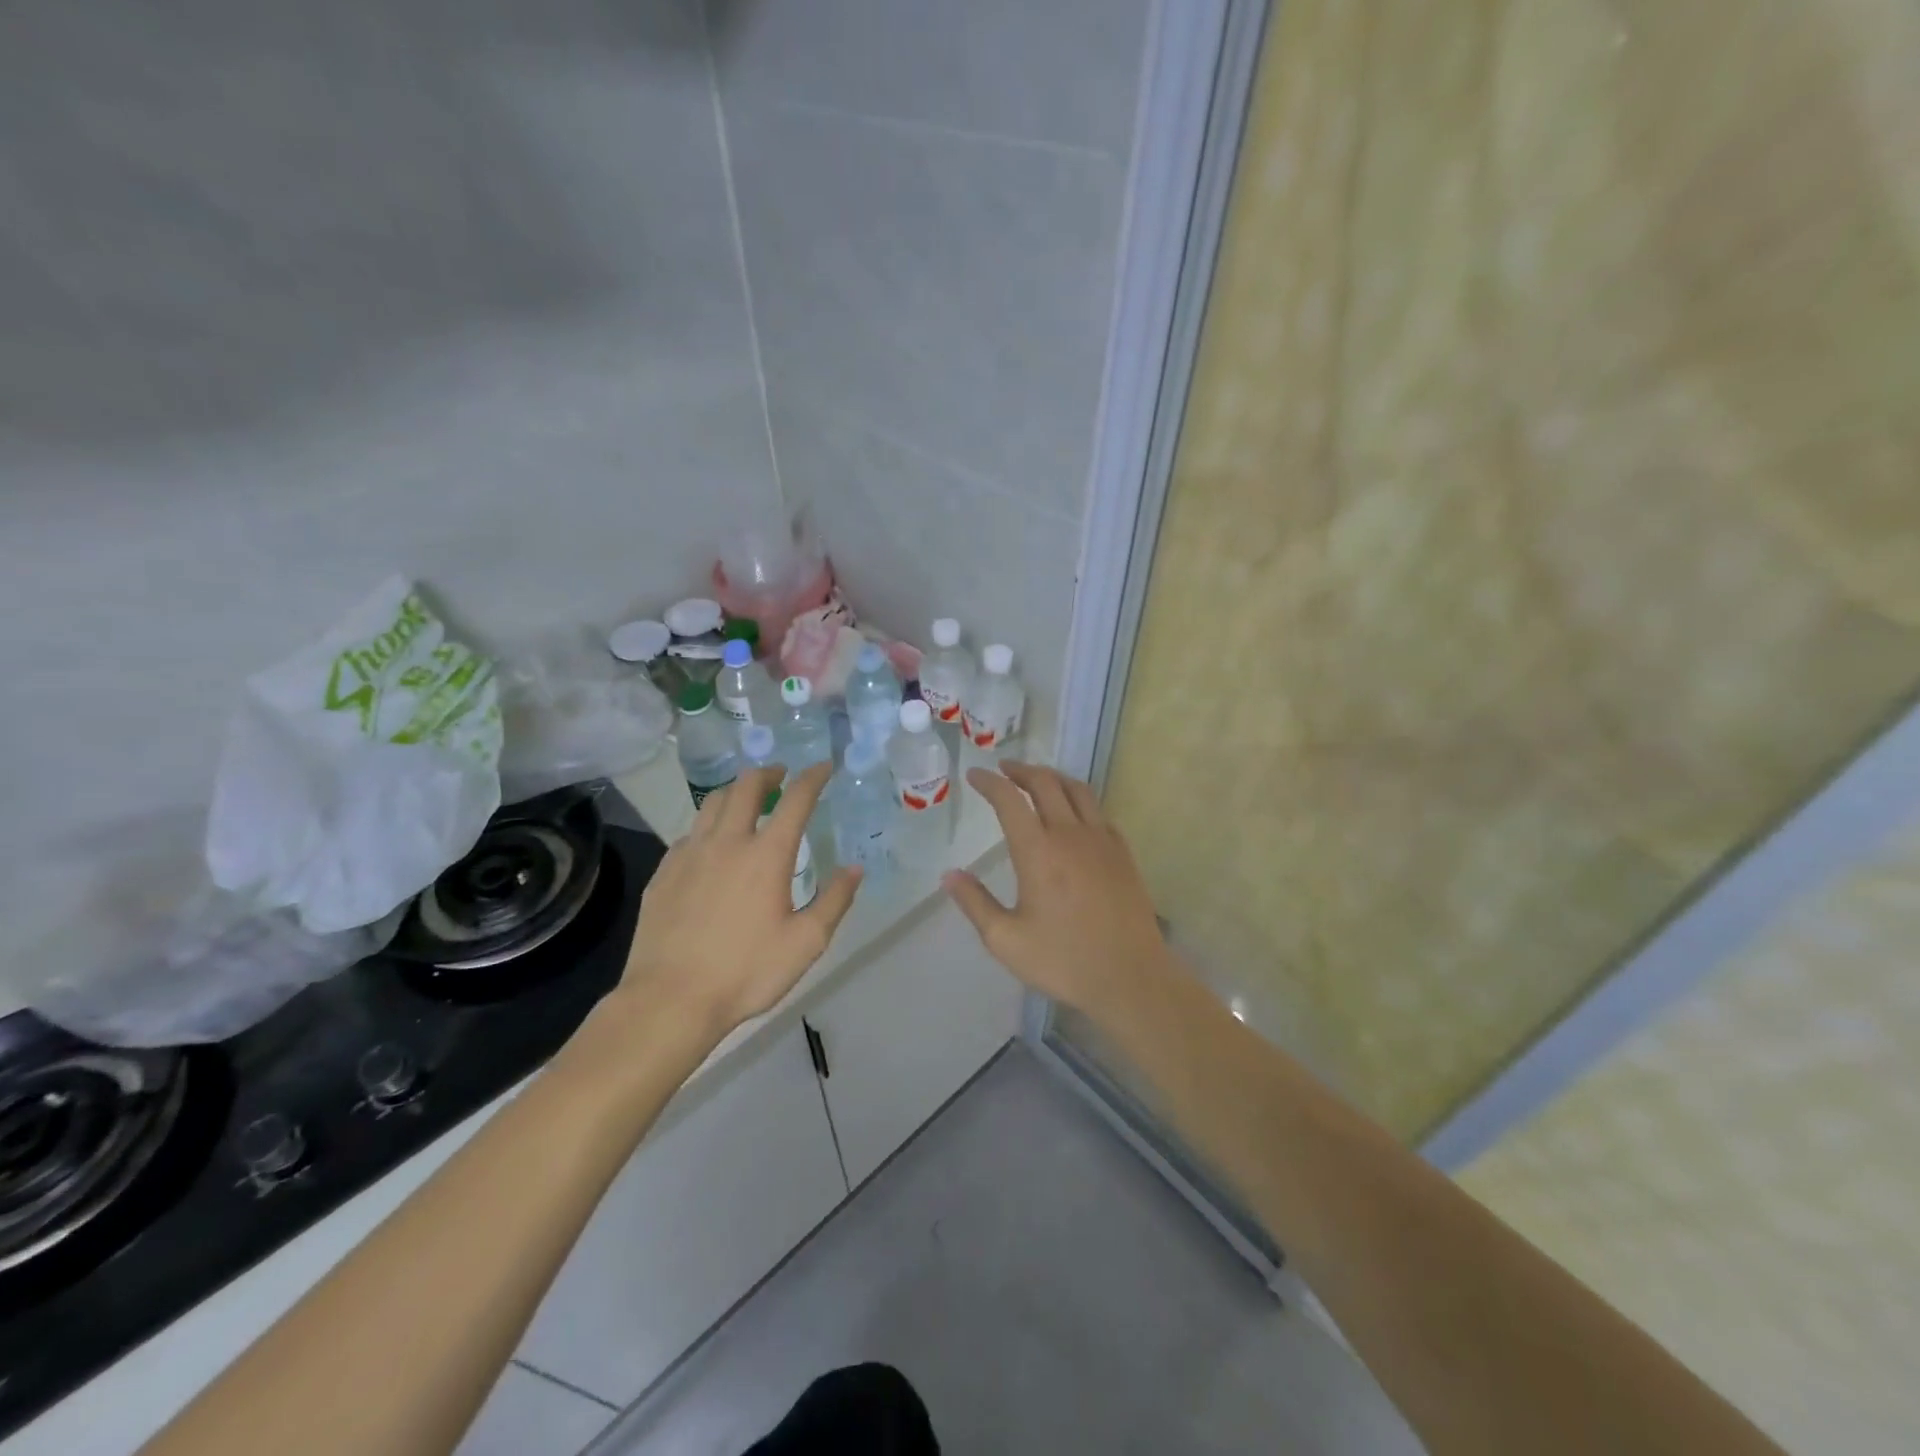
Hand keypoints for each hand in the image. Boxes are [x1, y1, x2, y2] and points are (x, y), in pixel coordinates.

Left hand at [618, 763, 860, 1043]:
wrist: (670, 999)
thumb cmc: (746, 971)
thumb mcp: (806, 943)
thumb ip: (834, 901)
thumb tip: (854, 868)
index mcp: (766, 855)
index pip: (795, 800)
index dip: (813, 778)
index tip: (823, 767)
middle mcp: (727, 842)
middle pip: (746, 787)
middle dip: (768, 773)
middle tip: (781, 775)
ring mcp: (689, 854)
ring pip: (712, 803)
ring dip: (735, 792)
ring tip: (746, 799)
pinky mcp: (663, 873)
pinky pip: (689, 834)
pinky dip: (708, 826)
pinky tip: (711, 844)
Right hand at [943, 763, 1171, 1017]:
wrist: (1130, 977)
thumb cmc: (1064, 960)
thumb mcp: (1006, 940)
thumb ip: (975, 903)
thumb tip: (949, 874)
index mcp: (1038, 852)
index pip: (1009, 800)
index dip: (989, 782)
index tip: (975, 775)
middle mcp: (1070, 835)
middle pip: (1045, 783)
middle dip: (1021, 770)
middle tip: (1003, 769)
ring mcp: (1102, 841)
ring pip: (1077, 790)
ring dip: (1052, 777)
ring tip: (1037, 779)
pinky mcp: (1122, 853)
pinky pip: (1098, 812)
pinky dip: (1079, 800)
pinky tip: (1074, 814)